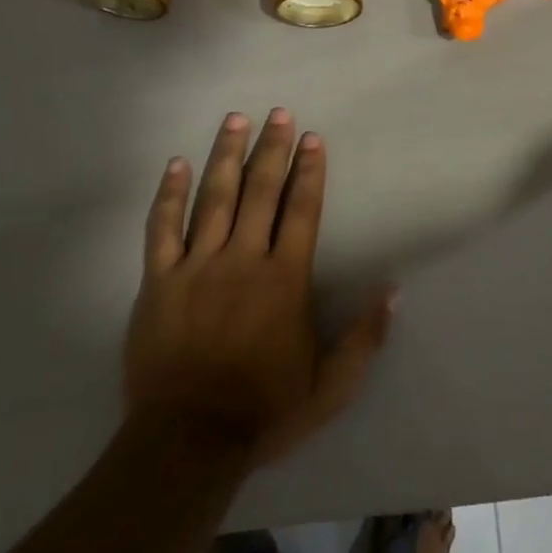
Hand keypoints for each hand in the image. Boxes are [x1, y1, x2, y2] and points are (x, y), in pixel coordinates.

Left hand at [127, 109, 395, 467]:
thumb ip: (364, 338)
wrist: (188, 440)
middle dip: (272, 149)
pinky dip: (169, 195)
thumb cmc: (265, 410)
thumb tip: (393, 290)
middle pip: (260, 192)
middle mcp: (243, 260)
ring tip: (235, 120)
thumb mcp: (331, 385)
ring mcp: (197, 266)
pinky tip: (176, 164)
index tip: (312, 138)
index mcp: (284, 280)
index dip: (309, 172)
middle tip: (278, 113)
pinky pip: (162, 229)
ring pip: (214, 198)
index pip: (302, 211)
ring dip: (226, 156)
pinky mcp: (158, 281)